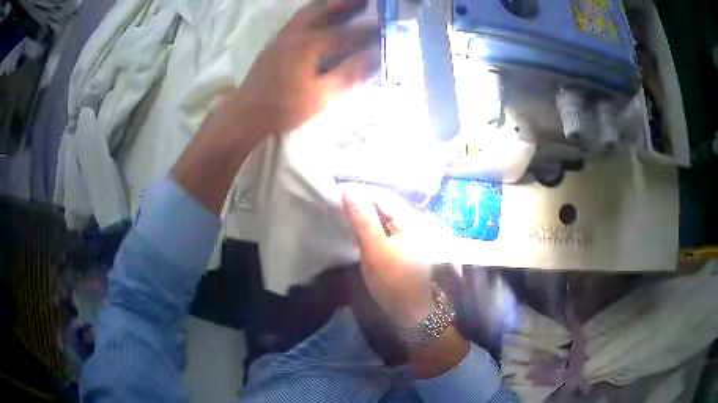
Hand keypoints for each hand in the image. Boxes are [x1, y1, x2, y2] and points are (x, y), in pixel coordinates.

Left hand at [173, 0, 378, 213]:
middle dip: (347, 3)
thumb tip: (374, 56)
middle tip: (365, 0)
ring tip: (344, 2)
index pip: (347, 34)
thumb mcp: (322, 95)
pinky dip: (313, 13)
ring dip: (328, 4)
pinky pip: (298, 19)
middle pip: (324, 10)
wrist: (246, 114)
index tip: (385, 29)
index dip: (368, 32)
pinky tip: (318, 17)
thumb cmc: (284, 107)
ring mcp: (283, 36)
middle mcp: (297, 33)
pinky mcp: (275, 43)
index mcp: (310, 45)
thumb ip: (349, 73)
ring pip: (308, 11)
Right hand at [342, 185, 449, 326]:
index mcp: (411, 219)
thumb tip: (349, 190)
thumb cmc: (395, 283)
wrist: (414, 313)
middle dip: (361, 200)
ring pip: (385, 214)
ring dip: (365, 211)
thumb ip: (363, 219)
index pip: (381, 195)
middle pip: (385, 202)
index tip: (334, 192)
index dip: (358, 191)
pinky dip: (372, 223)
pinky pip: (387, 226)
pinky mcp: (407, 243)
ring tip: (343, 210)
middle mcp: (415, 220)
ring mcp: (413, 232)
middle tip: (336, 201)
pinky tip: (360, 225)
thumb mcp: (375, 251)